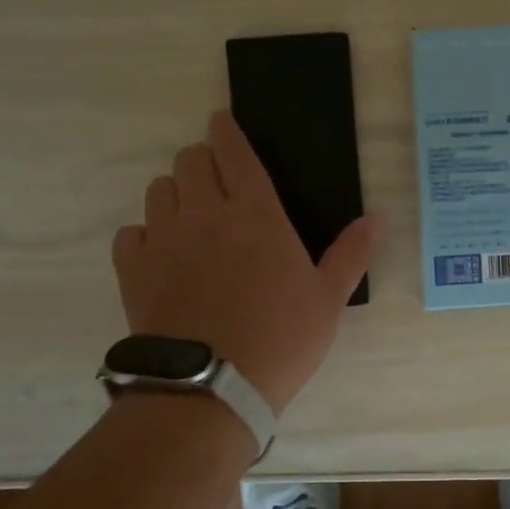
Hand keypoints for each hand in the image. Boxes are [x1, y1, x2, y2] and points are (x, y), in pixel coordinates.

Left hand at [113, 112, 375, 413]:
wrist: (211, 387)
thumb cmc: (281, 339)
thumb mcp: (328, 299)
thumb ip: (352, 253)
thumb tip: (378, 217)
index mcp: (255, 213)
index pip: (234, 152)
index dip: (226, 130)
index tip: (221, 121)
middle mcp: (204, 214)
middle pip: (190, 161)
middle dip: (201, 159)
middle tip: (214, 178)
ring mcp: (164, 239)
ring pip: (158, 190)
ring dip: (175, 192)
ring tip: (190, 215)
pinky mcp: (132, 269)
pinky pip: (130, 232)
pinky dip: (145, 233)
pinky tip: (159, 252)